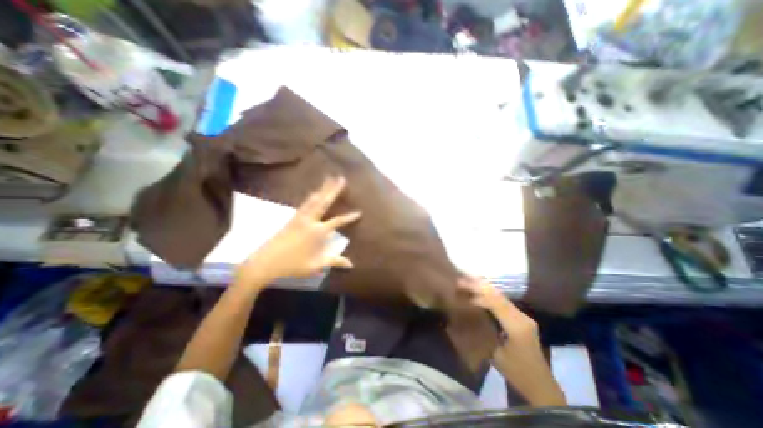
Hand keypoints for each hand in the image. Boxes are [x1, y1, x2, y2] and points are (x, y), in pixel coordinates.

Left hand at [235, 176, 361, 291]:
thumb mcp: (315, 266)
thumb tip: (351, 264)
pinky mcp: (292, 218)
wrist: (265, 263)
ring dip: (322, 188)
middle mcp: (310, 221)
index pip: (337, 222)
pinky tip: (313, 193)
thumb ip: (334, 262)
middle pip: (324, 202)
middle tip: (341, 178)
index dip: (349, 217)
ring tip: (328, 178)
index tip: (359, 212)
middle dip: (334, 189)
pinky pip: (304, 203)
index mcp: (318, 232)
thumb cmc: (292, 266)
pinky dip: (311, 196)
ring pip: (313, 199)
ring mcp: (299, 218)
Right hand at [455, 276, 561, 406]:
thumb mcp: (496, 355)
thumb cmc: (516, 373)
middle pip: (498, 295)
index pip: (495, 302)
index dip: (477, 292)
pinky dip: (490, 295)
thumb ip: (484, 331)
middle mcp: (522, 317)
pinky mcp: (522, 319)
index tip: (461, 287)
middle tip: (462, 278)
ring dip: (484, 288)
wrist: (541, 386)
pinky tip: (480, 292)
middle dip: (479, 285)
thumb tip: (468, 313)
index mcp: (516, 326)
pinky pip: (503, 302)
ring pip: (501, 296)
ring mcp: (523, 316)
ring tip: (468, 280)